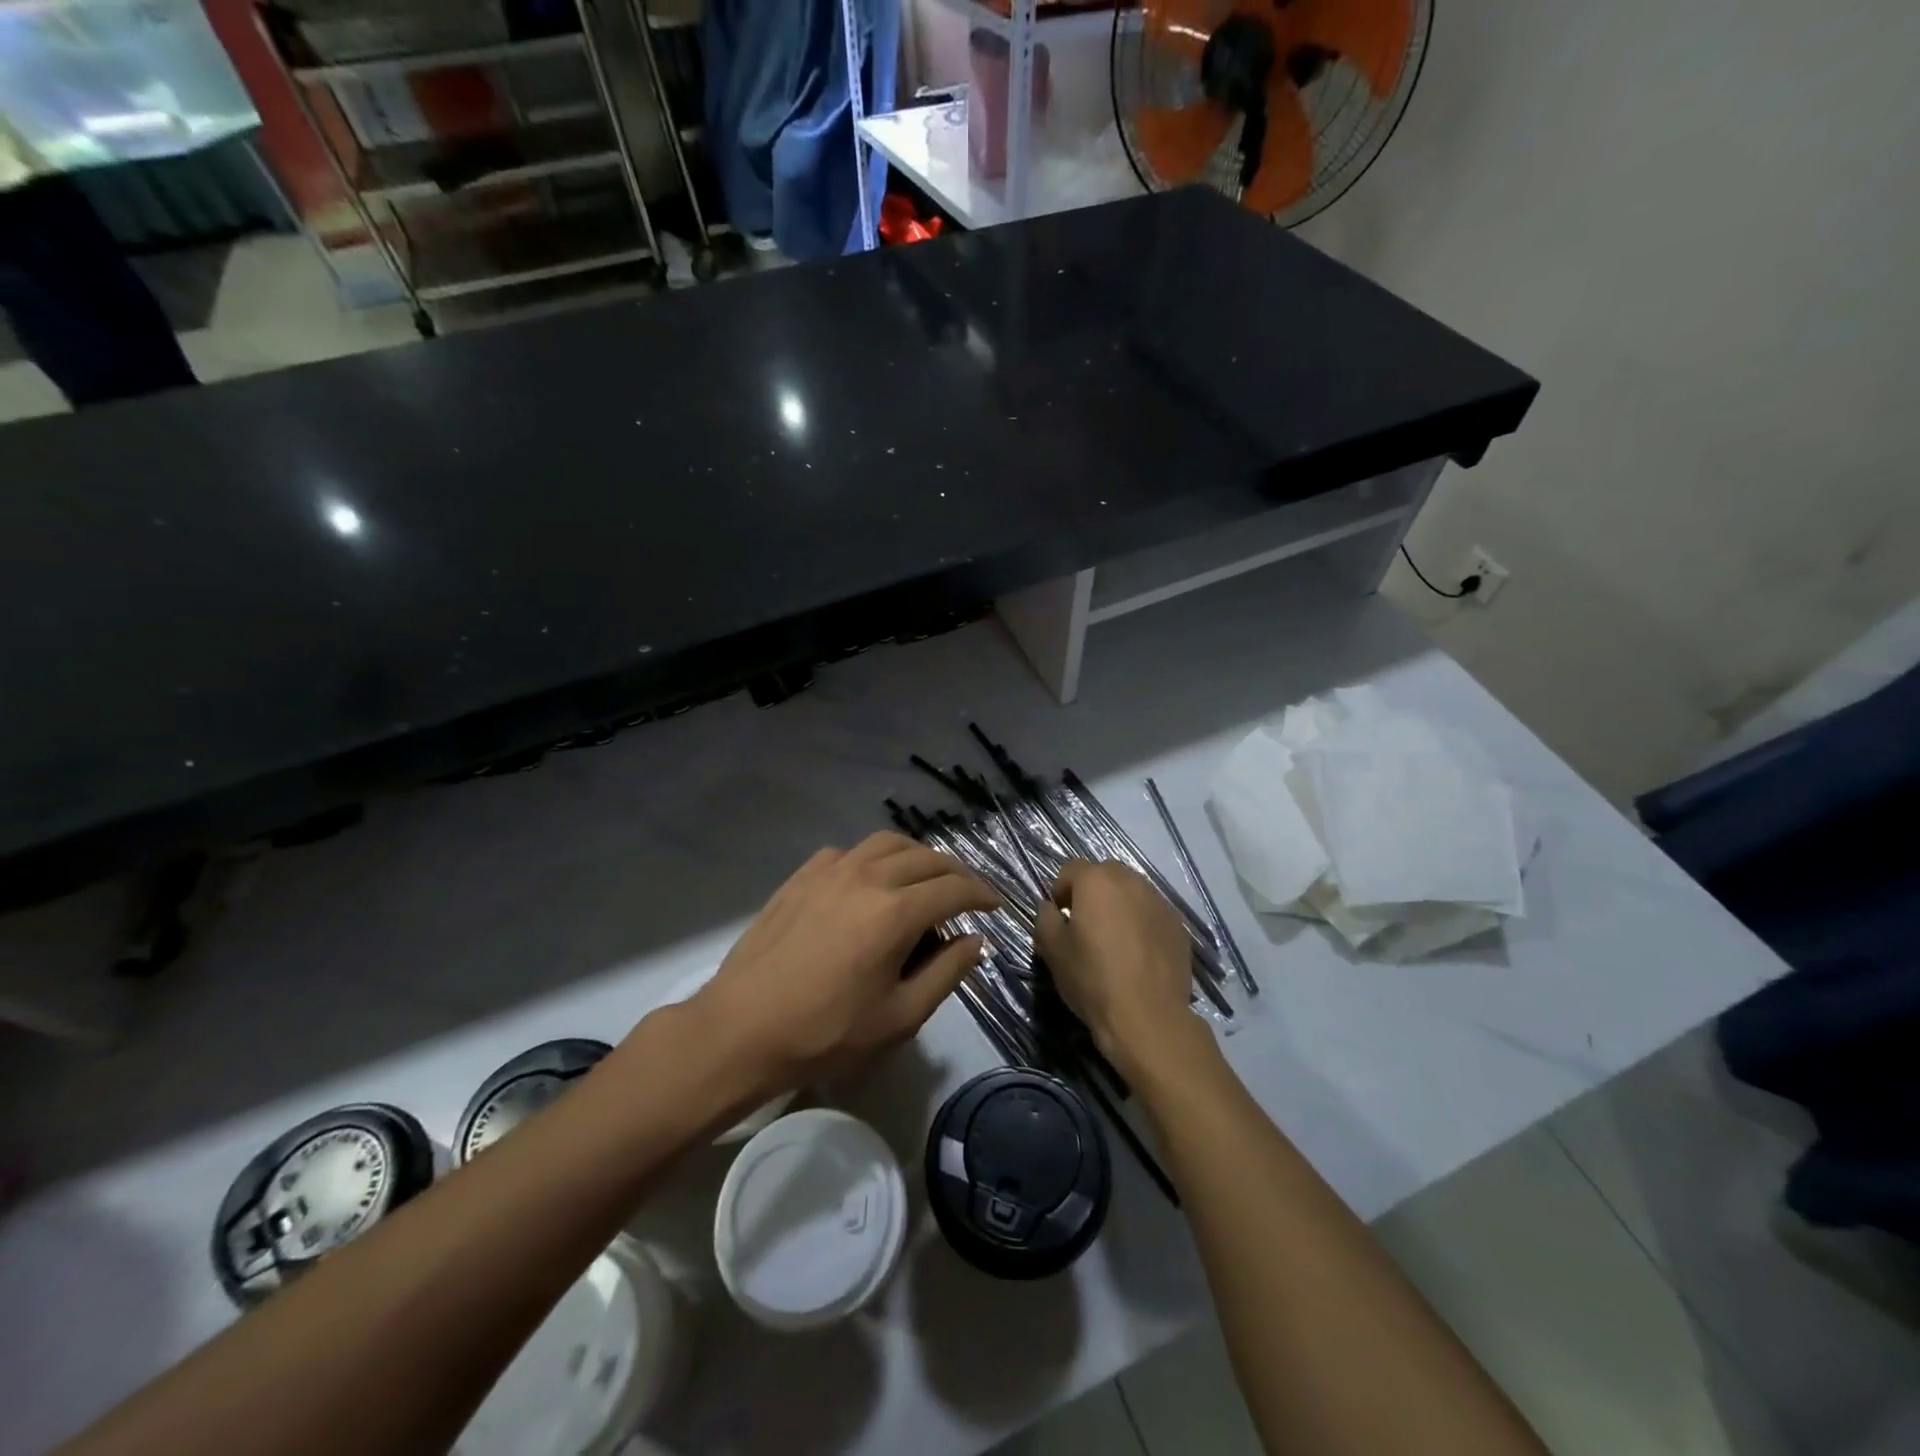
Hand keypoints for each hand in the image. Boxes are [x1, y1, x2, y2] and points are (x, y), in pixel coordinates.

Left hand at [692, 832, 999, 1093]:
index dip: (982, 895)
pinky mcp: (802, 876)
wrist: (743, 1028)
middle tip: (967, 895)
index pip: (954, 889)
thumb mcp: (900, 1017)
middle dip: (956, 873)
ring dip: (917, 856)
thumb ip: (946, 973)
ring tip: (925, 879)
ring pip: (888, 843)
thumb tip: (974, 940)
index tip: (995, 907)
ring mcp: (830, 871)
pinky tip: (871, 883)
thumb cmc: (826, 1032)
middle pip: (926, 858)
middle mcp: (868, 877)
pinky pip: (850, 851)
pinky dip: (874, 859)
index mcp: (896, 912)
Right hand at [1034, 859, 1208, 1078]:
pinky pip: (1153, 913)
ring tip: (1114, 940)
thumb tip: (1050, 907)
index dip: (1060, 890)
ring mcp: (1160, 902)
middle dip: (1093, 892)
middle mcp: (1131, 881)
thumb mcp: (1052, 950)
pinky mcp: (1179, 926)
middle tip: (1086, 925)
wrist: (1148, 1017)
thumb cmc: (1093, 979)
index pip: (1071, 868)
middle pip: (1105, 874)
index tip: (1059, 917)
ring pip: (1133, 892)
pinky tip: (1138, 954)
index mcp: (1096, 881)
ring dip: (1120, 905)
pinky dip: (1142, 923)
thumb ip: (1045, 918)